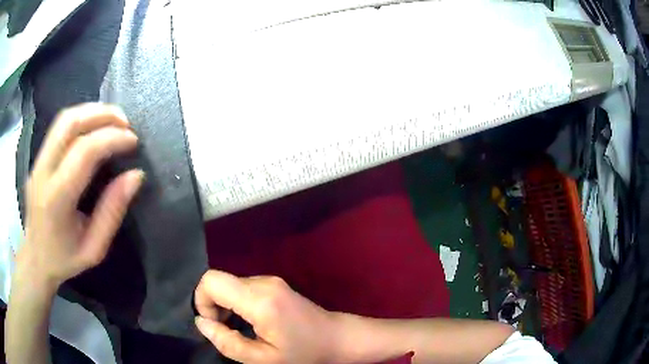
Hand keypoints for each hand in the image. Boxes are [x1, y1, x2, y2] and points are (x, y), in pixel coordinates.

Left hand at [18, 103, 143, 291]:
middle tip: (125, 122)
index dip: (111, 139)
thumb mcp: (94, 248)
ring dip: (92, 111)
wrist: (36, 259)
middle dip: (102, 114)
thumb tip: (136, 175)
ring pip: (64, 118)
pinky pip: (59, 127)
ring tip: (113, 119)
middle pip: (70, 123)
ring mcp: (38, 162)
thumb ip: (112, 212)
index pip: (84, 152)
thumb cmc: (65, 259)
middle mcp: (43, 172)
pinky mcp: (38, 158)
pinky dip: (81, 118)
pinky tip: (94, 127)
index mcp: (56, 199)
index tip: (133, 142)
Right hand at [194, 270, 337, 363]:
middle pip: (219, 281)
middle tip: (226, 330)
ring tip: (238, 328)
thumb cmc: (303, 354)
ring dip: (225, 304)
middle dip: (212, 305)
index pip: (212, 281)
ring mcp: (271, 280)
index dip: (202, 300)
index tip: (213, 324)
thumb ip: (227, 342)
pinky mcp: (274, 283)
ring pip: (230, 284)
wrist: (337, 339)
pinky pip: (243, 287)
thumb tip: (201, 322)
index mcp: (260, 300)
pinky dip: (236, 302)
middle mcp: (263, 282)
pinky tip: (249, 321)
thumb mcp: (263, 359)